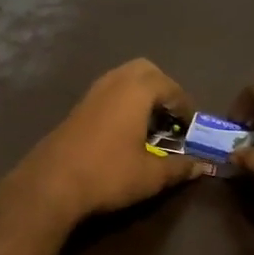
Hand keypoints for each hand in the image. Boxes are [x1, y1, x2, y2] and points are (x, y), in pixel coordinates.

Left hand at [3, 59, 211, 227]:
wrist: (51, 183)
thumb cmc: (108, 174)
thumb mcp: (151, 175)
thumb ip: (179, 167)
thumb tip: (202, 165)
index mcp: (136, 91)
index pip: (170, 86)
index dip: (185, 106)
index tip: (192, 127)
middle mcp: (114, 83)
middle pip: (145, 71)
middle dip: (162, 89)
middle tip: (171, 116)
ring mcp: (92, 93)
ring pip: (123, 79)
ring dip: (141, 94)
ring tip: (151, 124)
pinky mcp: (77, 108)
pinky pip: (108, 92)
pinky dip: (123, 102)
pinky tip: (125, 131)